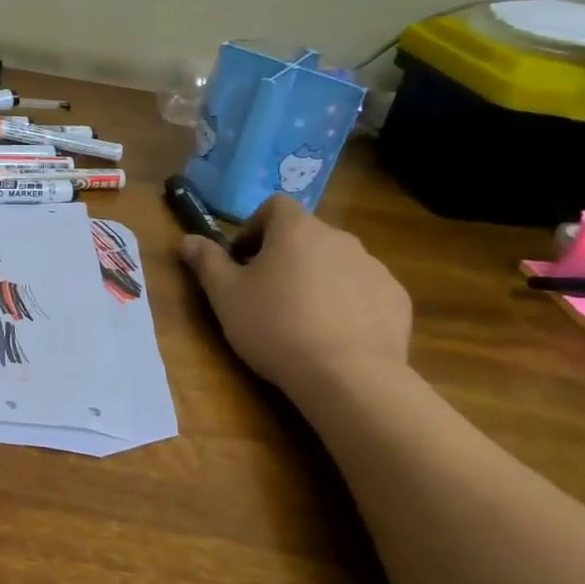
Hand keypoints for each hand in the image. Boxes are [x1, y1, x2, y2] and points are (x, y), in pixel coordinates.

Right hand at [179, 194, 410, 396]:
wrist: (349, 377)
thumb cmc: (275, 327)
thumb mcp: (225, 296)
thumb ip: (206, 262)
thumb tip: (187, 239)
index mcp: (297, 229)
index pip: (274, 206)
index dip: (255, 228)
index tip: (242, 260)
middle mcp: (340, 237)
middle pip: (306, 235)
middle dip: (285, 256)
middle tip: (266, 294)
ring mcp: (374, 267)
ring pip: (336, 263)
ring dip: (318, 279)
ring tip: (302, 320)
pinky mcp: (397, 299)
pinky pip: (364, 291)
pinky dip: (348, 303)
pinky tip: (335, 336)